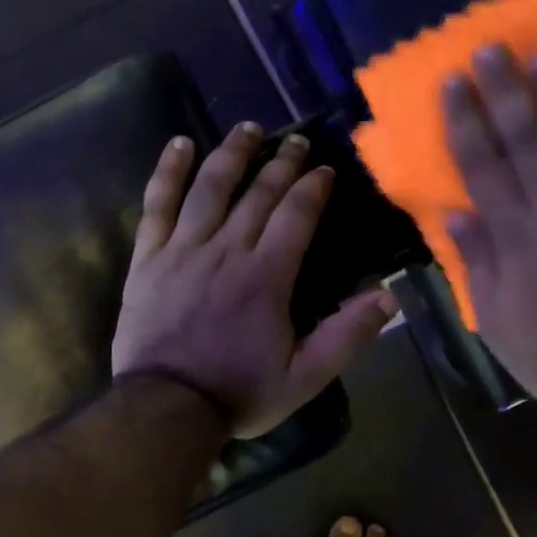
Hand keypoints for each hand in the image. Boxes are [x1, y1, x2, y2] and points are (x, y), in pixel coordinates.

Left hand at [113, 122, 398, 437]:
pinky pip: (157, 204)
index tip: (324, 169)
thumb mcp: (305, 376)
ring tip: (247, 128)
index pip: (296, 215)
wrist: (166, 408)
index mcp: (266, 276)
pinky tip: (179, 145)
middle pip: (258, 194)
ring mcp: (183, 250)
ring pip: (210, 188)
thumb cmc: (238, 392)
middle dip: (281, 162)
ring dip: (231, 154)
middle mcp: (227, 250)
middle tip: (296, 140)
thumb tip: (389, 296)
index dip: (312, 187)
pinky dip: (168, 172)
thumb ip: (346, 335)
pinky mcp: (148, 258)